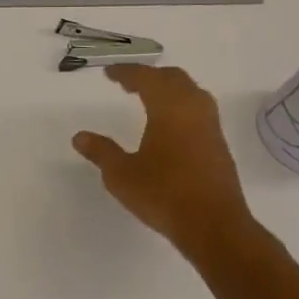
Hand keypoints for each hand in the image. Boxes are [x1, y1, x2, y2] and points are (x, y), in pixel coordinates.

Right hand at [72, 65, 257, 257]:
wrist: (214, 226)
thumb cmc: (163, 194)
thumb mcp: (121, 175)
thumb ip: (101, 152)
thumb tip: (80, 137)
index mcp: (169, 109)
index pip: (147, 78)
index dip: (126, 72)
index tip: (109, 73)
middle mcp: (194, 110)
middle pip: (174, 79)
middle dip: (150, 76)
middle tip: (127, 83)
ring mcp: (210, 128)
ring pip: (191, 93)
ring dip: (169, 89)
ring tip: (148, 98)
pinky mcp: (219, 146)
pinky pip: (199, 111)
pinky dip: (180, 105)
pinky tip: (168, 125)